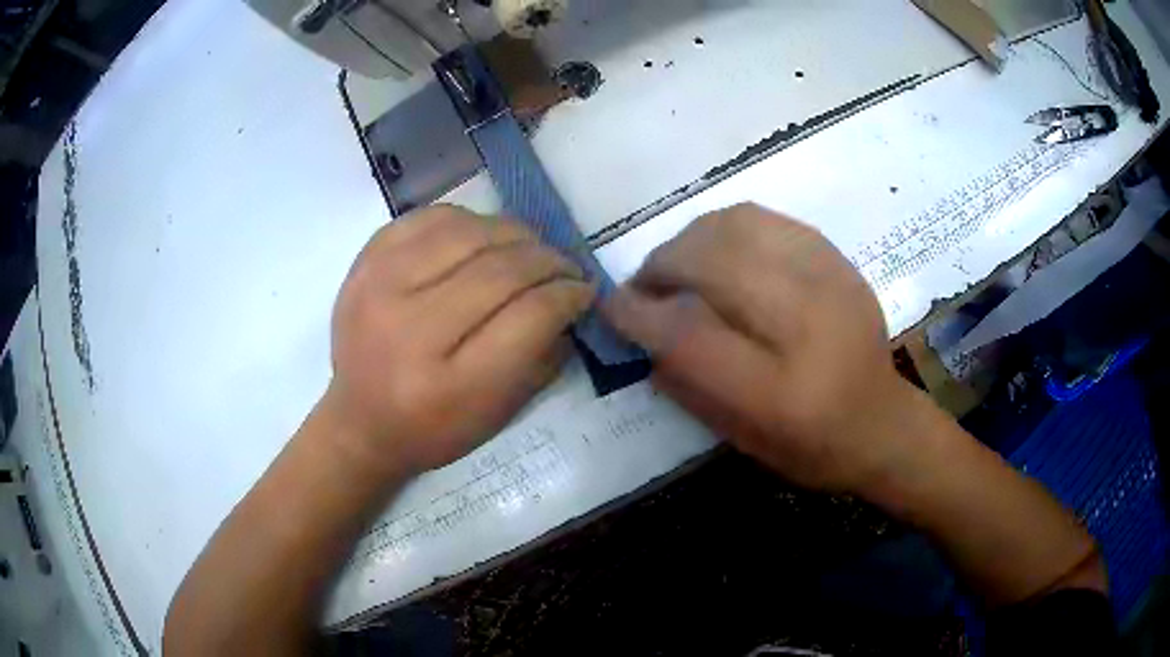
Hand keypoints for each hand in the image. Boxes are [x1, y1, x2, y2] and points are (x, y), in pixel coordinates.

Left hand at [324, 205, 594, 474]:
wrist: (359, 421)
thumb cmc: (434, 428)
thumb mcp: (499, 412)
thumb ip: (543, 354)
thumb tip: (572, 296)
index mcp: (449, 384)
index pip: (529, 315)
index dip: (568, 294)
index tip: (584, 290)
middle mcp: (410, 329)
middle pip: (501, 268)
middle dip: (549, 260)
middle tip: (566, 266)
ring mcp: (380, 287)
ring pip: (469, 232)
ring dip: (514, 233)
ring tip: (528, 248)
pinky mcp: (364, 262)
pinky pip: (430, 217)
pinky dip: (467, 220)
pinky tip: (481, 237)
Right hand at [606, 204, 920, 492]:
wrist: (882, 421)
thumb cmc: (811, 447)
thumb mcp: (740, 439)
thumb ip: (685, 384)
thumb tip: (640, 330)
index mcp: (779, 394)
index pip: (689, 335)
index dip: (640, 314)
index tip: (613, 308)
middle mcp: (807, 327)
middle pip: (712, 264)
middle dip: (661, 267)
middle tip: (645, 285)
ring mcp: (828, 283)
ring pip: (736, 228)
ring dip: (690, 240)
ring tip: (679, 264)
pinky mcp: (838, 261)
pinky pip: (766, 220)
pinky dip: (727, 228)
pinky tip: (719, 251)